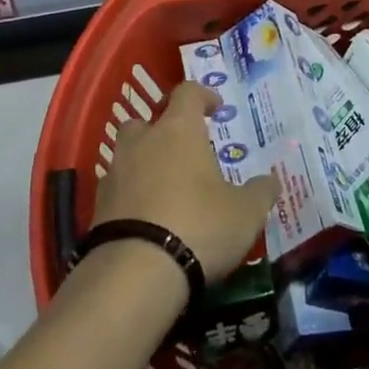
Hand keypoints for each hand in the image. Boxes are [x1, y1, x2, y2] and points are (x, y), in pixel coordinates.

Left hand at [90, 81, 280, 282]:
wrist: (134, 275)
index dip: (203, 95)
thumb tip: (271, 181)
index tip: (215, 107)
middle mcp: (142, 143)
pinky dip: (129, 199)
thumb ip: (260, 193)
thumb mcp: (245, 213)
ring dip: (143, 165)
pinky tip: (146, 221)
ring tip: (165, 190)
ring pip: (126, 156)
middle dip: (161, 130)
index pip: (187, 93)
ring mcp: (114, 175)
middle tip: (183, 151)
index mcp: (178, 130)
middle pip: (145, 121)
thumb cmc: (199, 226)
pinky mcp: (97, 210)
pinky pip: (116, 193)